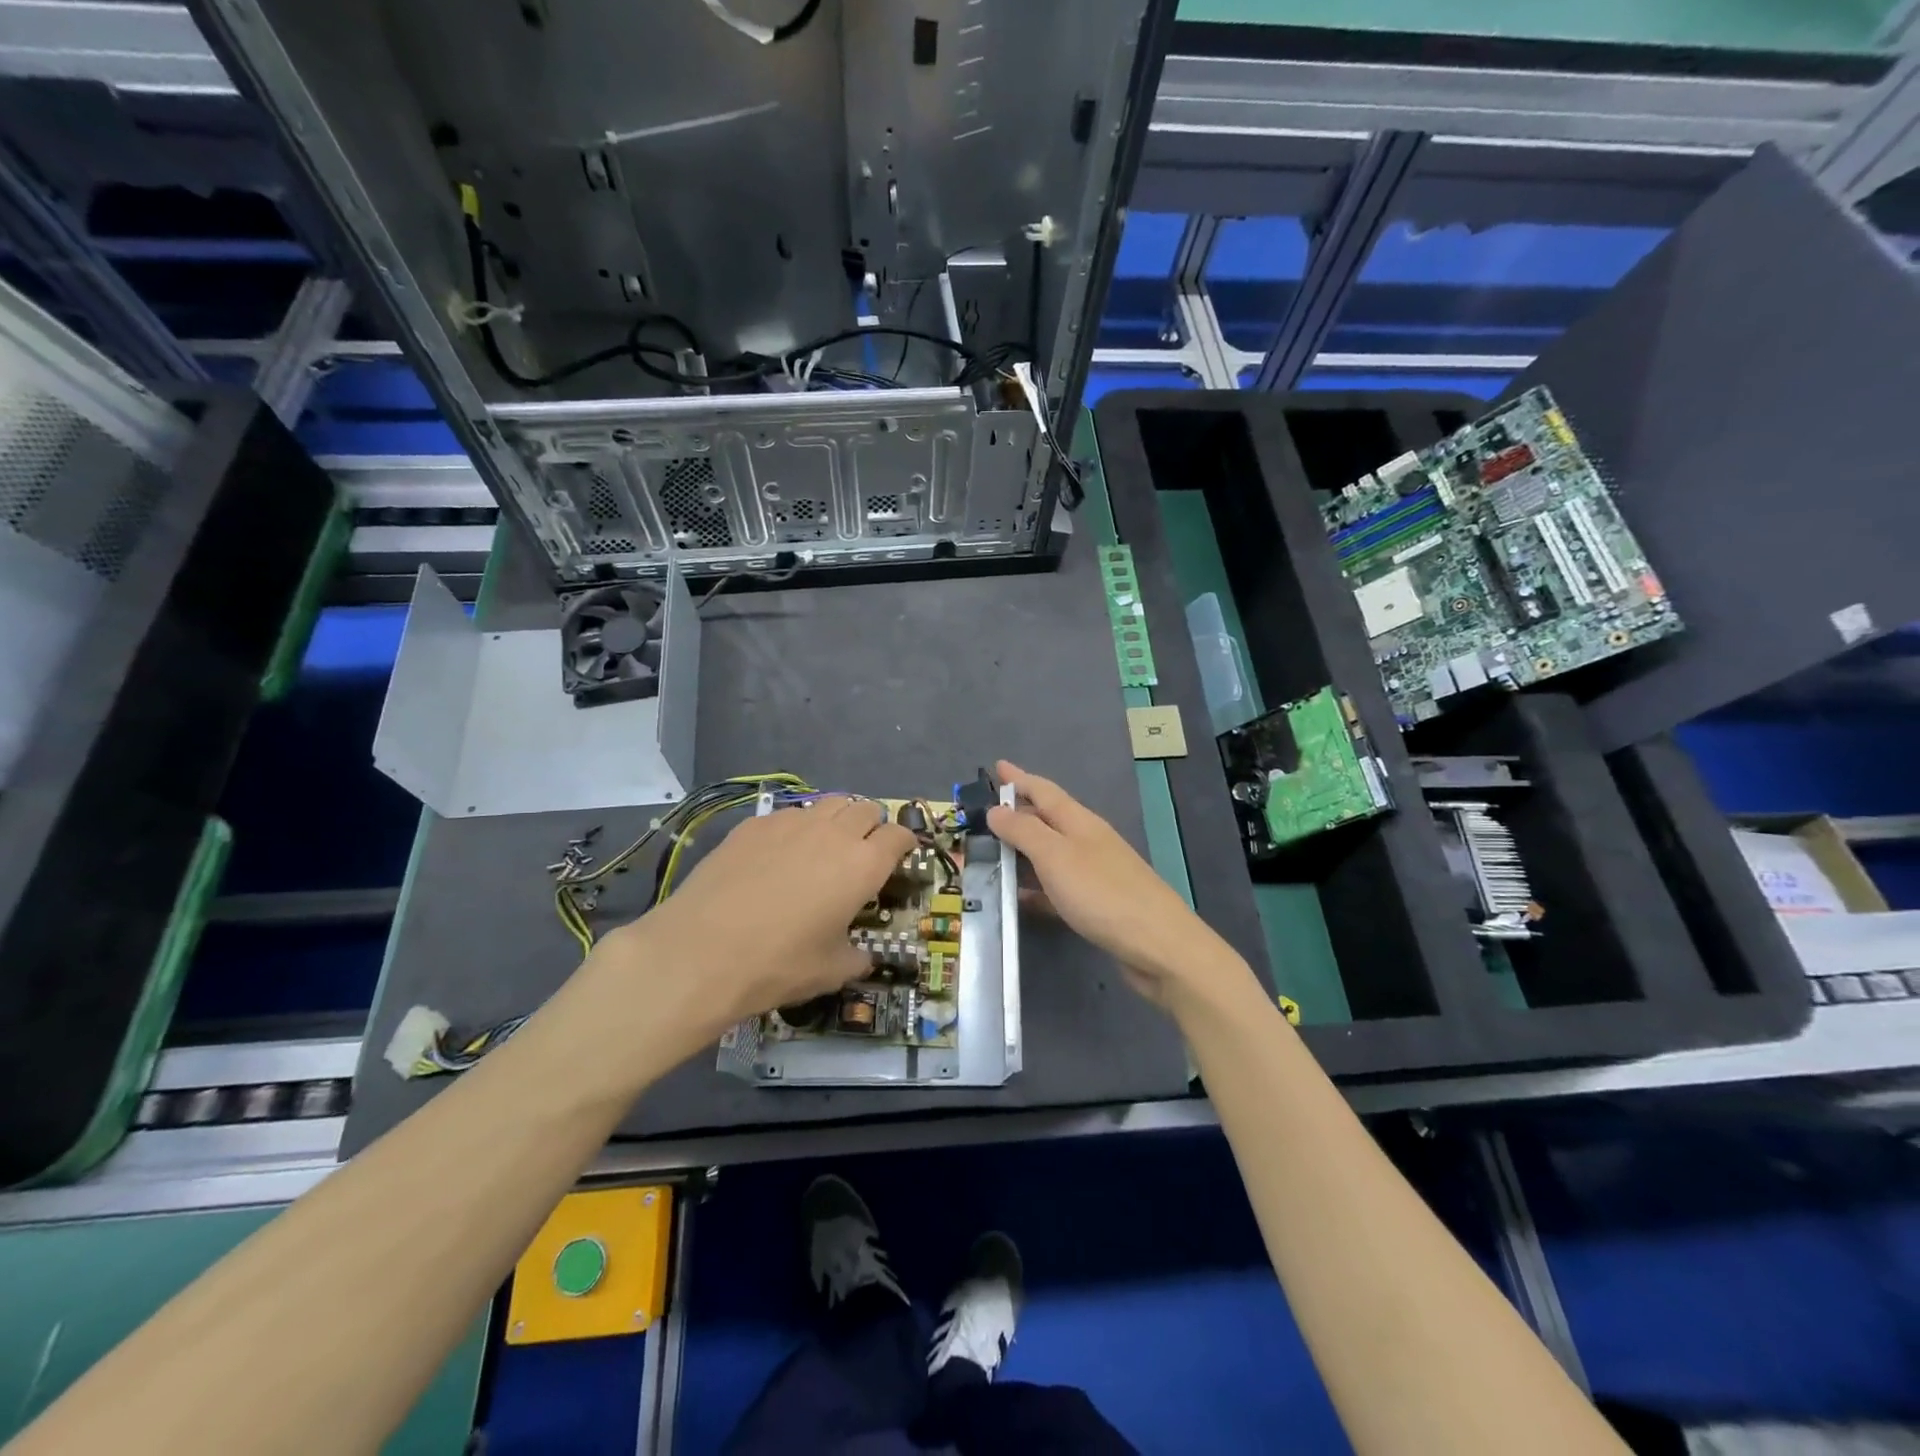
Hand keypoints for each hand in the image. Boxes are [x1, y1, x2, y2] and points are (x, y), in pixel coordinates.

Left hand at [593, 797, 914, 1045]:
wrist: (700, 952)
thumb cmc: (777, 964)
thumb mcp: (830, 972)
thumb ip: (857, 958)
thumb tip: (864, 957)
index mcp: (863, 864)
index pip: (899, 836)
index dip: (904, 844)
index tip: (900, 857)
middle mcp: (834, 832)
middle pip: (866, 810)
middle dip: (872, 827)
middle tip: (862, 854)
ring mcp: (791, 822)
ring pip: (829, 803)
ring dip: (837, 820)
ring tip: (825, 847)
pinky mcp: (754, 824)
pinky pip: (790, 814)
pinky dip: (798, 828)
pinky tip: (780, 855)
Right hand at [987, 761, 1264, 1015]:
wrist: (1158, 945)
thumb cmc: (1103, 893)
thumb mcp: (1056, 856)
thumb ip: (1024, 831)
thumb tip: (996, 809)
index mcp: (1079, 822)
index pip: (1043, 791)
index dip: (1019, 778)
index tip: (997, 766)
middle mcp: (1086, 841)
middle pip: (1046, 819)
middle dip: (1017, 813)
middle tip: (982, 815)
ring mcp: (1093, 873)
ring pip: (1049, 854)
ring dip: (1022, 851)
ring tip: (990, 853)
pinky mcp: (1095, 905)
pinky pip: (1055, 888)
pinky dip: (1034, 888)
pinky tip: (1016, 899)